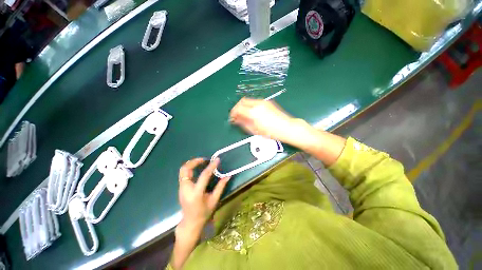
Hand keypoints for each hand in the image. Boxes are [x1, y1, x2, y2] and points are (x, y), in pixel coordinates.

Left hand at [177, 158, 229, 233]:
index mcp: (196, 193)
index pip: (204, 176)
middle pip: (186, 169)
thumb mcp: (214, 200)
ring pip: (183, 170)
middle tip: (205, 159)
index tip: (217, 160)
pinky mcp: (180, 187)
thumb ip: (220, 187)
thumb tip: (228, 176)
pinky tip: (198, 168)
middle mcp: (186, 189)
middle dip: (194, 161)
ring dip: (192, 163)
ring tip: (202, 162)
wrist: (190, 223)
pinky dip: (190, 168)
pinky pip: (183, 174)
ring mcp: (181, 188)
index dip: (211, 167)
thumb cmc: (204, 213)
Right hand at [230, 98, 305, 145]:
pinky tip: (252, 113)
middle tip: (237, 116)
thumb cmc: (271, 132)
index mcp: (254, 112)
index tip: (232, 118)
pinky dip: (250, 106)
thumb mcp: (255, 130)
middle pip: (242, 101)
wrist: (287, 128)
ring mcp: (263, 102)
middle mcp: (258, 104)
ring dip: (244, 106)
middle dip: (237, 108)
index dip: (233, 113)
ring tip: (244, 115)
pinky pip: (255, 102)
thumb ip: (243, 123)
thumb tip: (236, 120)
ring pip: (248, 100)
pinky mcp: (267, 102)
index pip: (238, 108)